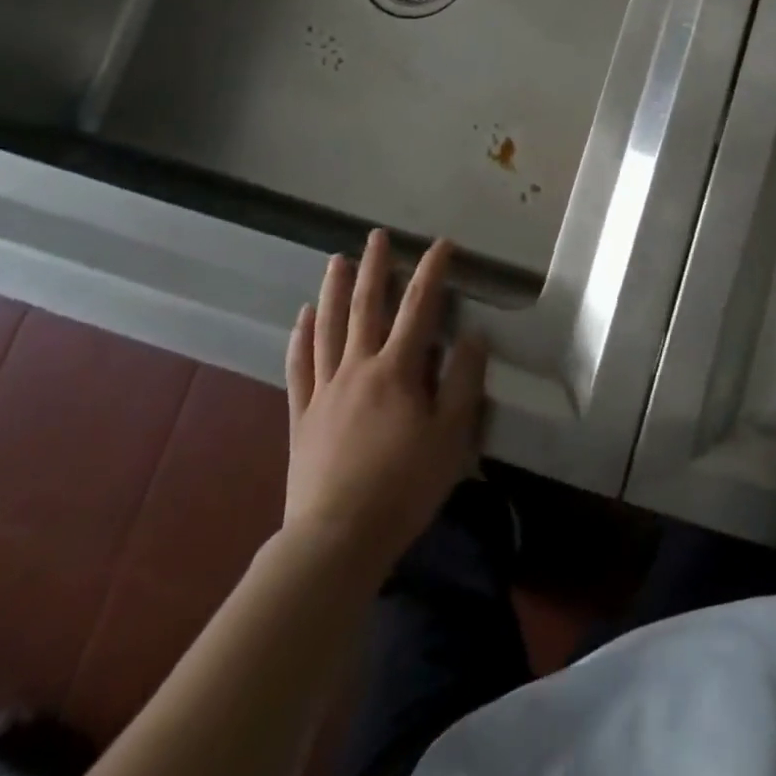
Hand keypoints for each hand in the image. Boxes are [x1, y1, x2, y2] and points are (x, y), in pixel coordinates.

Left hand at [282, 229, 487, 575]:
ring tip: (337, 260)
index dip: (432, 271)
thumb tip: (475, 335)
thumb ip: (463, 381)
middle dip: (375, 267)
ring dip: (335, 290)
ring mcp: (325, 390)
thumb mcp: (451, 436)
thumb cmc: (404, 486)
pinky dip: (301, 337)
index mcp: (397, 370)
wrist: (336, 539)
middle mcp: (359, 367)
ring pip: (329, 327)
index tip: (442, 244)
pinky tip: (303, 317)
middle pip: (366, 306)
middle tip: (377, 236)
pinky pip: (300, 366)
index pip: (419, 307)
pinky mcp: (303, 415)